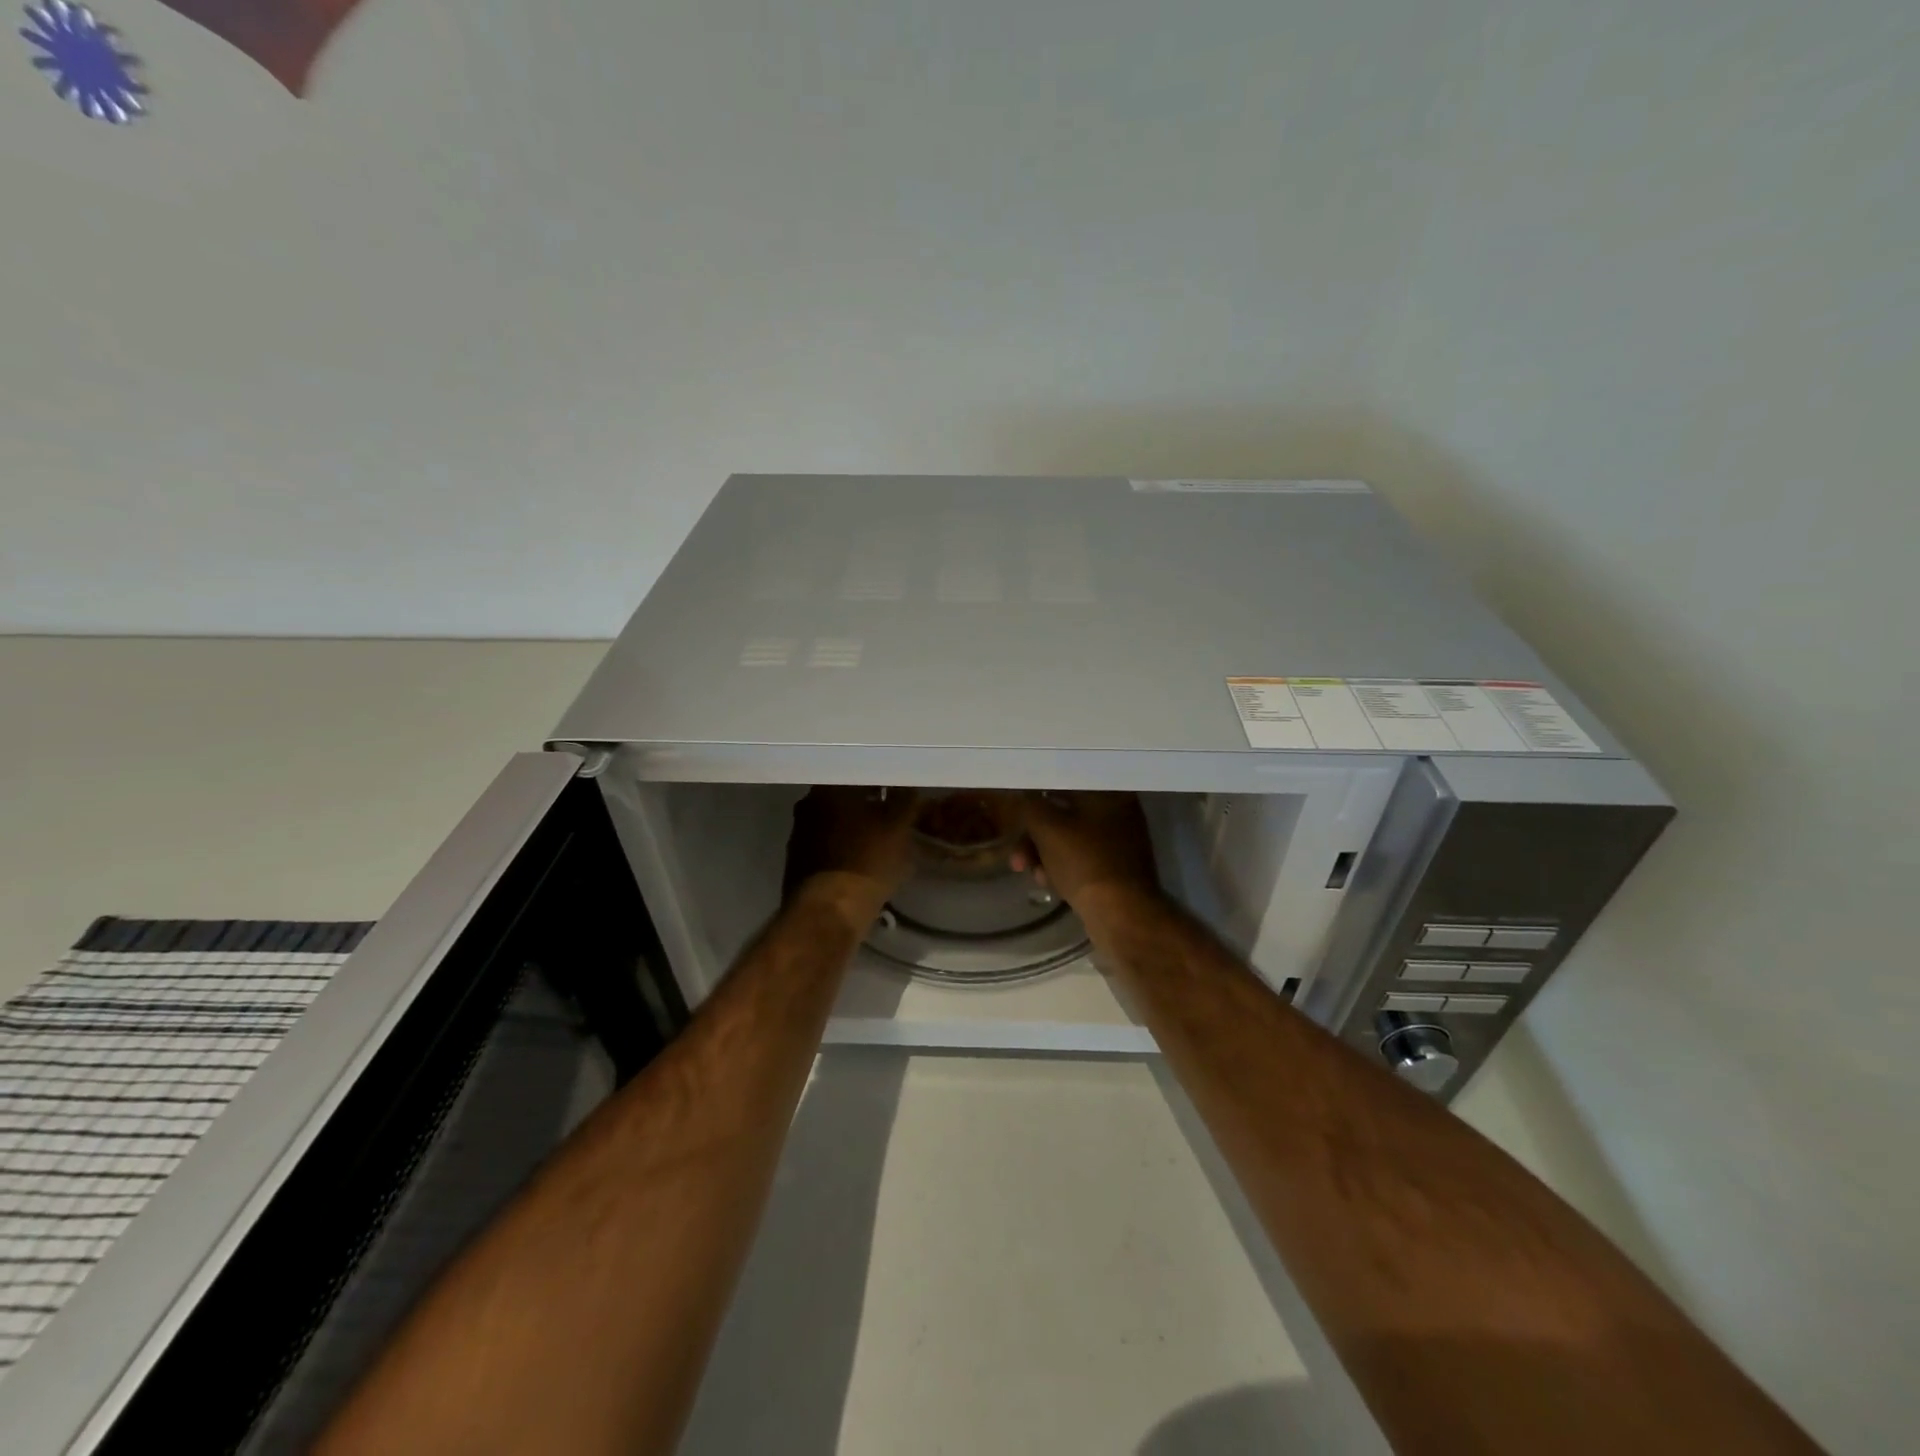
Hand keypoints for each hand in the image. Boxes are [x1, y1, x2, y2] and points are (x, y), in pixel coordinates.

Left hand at [782, 786, 920, 926]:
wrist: (828, 912)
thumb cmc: (867, 861)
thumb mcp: (898, 827)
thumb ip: (905, 801)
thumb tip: (906, 788)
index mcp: (830, 789)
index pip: (861, 774)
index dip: (884, 782)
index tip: (901, 792)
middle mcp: (808, 804)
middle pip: (846, 797)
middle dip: (869, 804)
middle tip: (894, 815)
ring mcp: (799, 833)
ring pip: (835, 821)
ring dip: (856, 826)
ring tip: (881, 840)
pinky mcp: (797, 861)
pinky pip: (828, 845)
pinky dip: (844, 847)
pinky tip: (862, 860)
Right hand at [1011, 792, 1161, 916]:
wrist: (1122, 915)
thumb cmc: (1084, 862)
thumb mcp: (1047, 827)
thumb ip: (1030, 804)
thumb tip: (1023, 794)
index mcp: (1108, 792)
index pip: (1065, 780)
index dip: (1037, 791)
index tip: (1017, 806)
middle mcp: (1119, 811)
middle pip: (1064, 813)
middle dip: (1035, 834)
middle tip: (1017, 855)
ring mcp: (1120, 842)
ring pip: (1070, 838)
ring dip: (1044, 853)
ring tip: (1029, 872)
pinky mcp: (1117, 868)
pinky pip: (1081, 858)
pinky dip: (1062, 866)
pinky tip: (1048, 883)